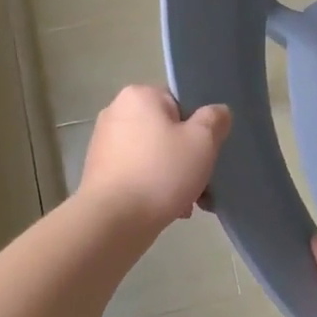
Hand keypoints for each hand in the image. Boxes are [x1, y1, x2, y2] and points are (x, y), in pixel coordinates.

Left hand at [78, 86, 229, 231]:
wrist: (113, 221)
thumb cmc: (161, 173)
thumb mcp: (202, 142)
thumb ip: (214, 120)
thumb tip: (217, 112)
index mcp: (139, 96)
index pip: (180, 102)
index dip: (198, 126)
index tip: (207, 151)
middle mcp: (116, 113)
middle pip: (167, 131)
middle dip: (188, 157)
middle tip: (203, 182)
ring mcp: (104, 144)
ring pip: (155, 155)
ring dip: (174, 176)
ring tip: (189, 204)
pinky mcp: (99, 172)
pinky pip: (138, 173)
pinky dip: (154, 187)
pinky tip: (170, 210)